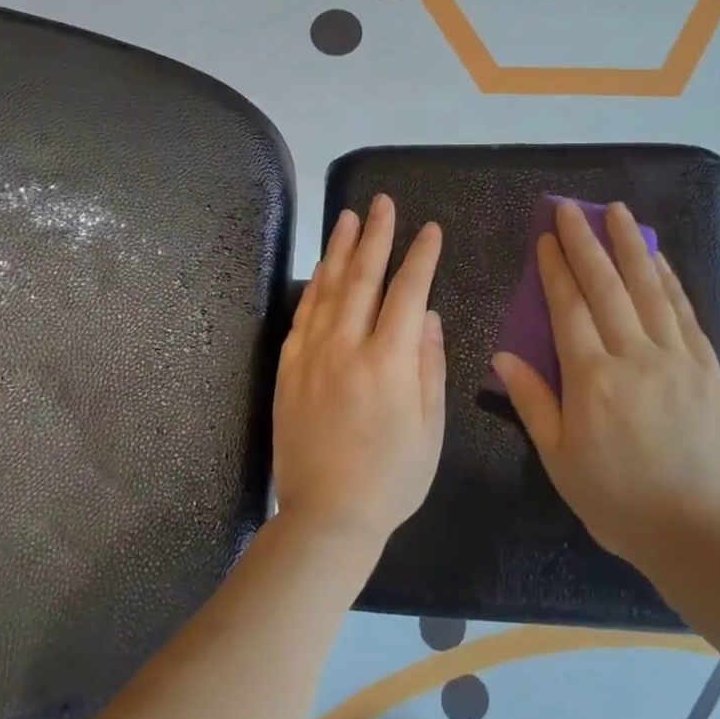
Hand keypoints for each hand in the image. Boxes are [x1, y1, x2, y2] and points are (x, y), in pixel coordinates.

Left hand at [272, 196, 446, 549]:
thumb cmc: (391, 478)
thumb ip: (430, 367)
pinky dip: (313, 287)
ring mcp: (312, 356)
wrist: (326, 516)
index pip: (409, 292)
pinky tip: (320, 270)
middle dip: (376, 236)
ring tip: (348, 217)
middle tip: (382, 203)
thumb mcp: (430, 429)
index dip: (421, 257)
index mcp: (390, 361)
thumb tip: (430, 317)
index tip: (430, 229)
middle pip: (363, 278)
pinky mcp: (289, 370)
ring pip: (327, 289)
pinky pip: (302, 317)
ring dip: (340, 250)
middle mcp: (347, 347)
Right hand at [492, 201, 719, 571]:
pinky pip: (683, 312)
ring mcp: (676, 358)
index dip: (556, 269)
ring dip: (631, 246)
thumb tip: (502, 355)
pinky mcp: (708, 367)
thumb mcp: (559, 459)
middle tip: (572, 208)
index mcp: (592, 380)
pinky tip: (658, 258)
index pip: (569, 308)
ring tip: (617, 212)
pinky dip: (668, 279)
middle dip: (587, 243)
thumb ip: (532, 402)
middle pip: (607, 287)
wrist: (700, 532)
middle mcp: (634, 357)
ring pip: (649, 289)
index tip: (547, 238)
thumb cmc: (618, 500)